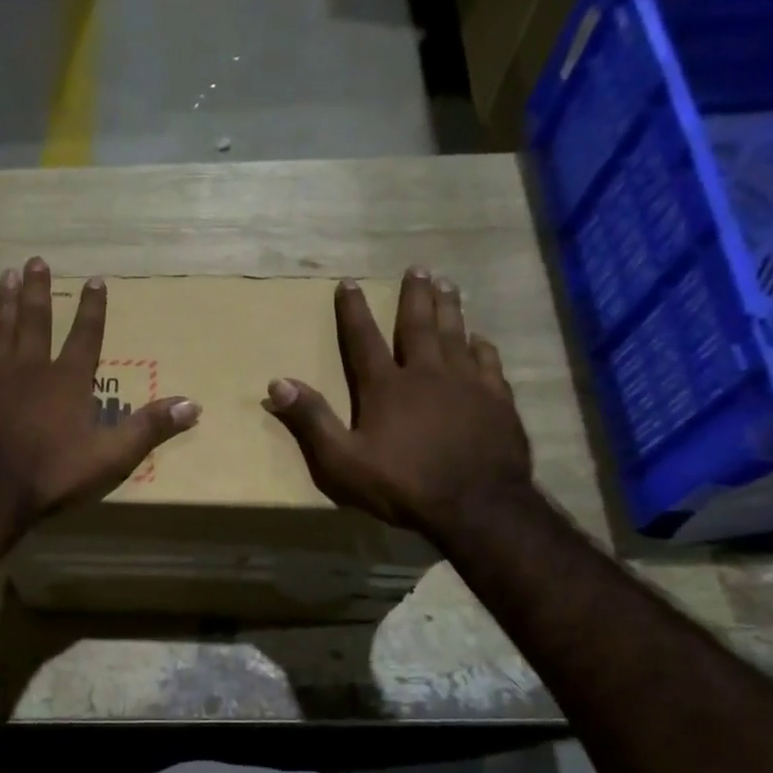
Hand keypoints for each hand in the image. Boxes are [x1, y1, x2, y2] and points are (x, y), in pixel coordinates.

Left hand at [0, 257, 200, 521]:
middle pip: (36, 319)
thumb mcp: (111, 457)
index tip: (95, 279)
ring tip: (4, 275)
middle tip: (36, 261)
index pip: (86, 335)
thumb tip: (193, 404)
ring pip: (0, 327)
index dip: (93, 308)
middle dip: (38, 289)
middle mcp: (30, 366)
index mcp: (68, 380)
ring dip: (4, 301)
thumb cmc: (52, 475)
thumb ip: (149, 428)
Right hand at [263, 269, 532, 532]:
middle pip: (417, 325)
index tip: (348, 282)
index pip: (363, 339)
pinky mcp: (496, 399)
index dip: (353, 310)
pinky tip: (480, 338)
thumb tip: (277, 382)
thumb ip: (311, 420)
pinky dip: (481, 345)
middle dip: (414, 295)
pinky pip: (488, 362)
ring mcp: (466, 383)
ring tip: (448, 284)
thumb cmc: (402, 484)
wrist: (476, 504)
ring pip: (455, 334)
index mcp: (385, 387)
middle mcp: (426, 373)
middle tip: (417, 268)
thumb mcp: (342, 461)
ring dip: (449, 307)